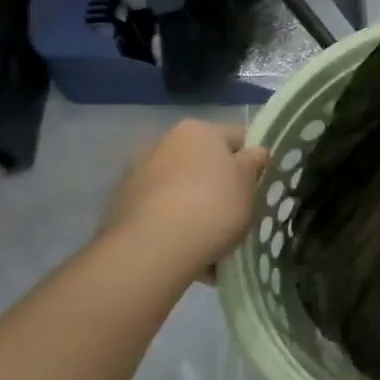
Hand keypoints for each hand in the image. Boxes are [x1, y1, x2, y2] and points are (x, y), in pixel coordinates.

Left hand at [99, 120, 268, 284]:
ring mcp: (136, 174)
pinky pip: (158, 210)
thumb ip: (254, 162)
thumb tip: (255, 153)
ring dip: (194, 203)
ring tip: (210, 236)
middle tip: (236, 210)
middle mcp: (163, 143)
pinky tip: (185, 247)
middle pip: (203, 161)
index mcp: (197, 130)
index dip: (252, 160)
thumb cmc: (212, 205)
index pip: (237, 137)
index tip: (259, 185)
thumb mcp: (247, 182)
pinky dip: (172, 223)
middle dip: (218, 182)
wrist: (153, 249)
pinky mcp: (120, 206)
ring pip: (179, 187)